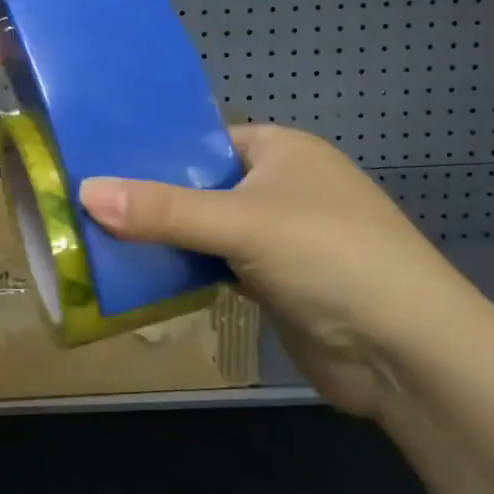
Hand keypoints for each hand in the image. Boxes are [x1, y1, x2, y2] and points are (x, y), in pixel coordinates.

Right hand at [78, 124, 480, 415]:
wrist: (408, 355)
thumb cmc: (330, 258)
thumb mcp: (242, 223)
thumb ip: (163, 210)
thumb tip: (85, 192)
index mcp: (280, 150)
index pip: (203, 138)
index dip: (153, 149)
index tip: (96, 161)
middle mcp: (279, 186)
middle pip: (199, 185)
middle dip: (151, 199)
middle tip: (85, 203)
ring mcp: (278, 237)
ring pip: (205, 229)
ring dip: (165, 239)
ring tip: (97, 237)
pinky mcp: (274, 283)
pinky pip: (216, 266)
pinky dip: (186, 270)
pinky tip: (140, 274)